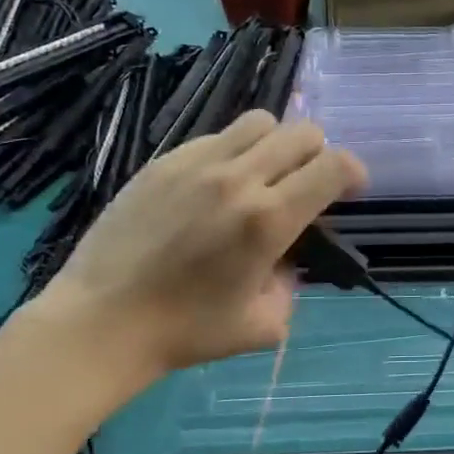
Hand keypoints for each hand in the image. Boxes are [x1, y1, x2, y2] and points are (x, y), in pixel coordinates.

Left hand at [33, 113, 366, 387]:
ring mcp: (197, 163)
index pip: (335, 166)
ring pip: (260, 122)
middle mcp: (239, 178)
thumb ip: (292, 285)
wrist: (100, 322)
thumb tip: (286, 258)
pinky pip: (215, 136)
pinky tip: (213, 187)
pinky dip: (231, 152)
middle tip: (305, 185)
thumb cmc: (185, 331)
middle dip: (319, 155)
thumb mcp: (264, 325)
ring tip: (261, 175)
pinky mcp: (163, 161)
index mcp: (269, 219)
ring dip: (276, 144)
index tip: (349, 191)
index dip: (354, 173)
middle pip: (303, 132)